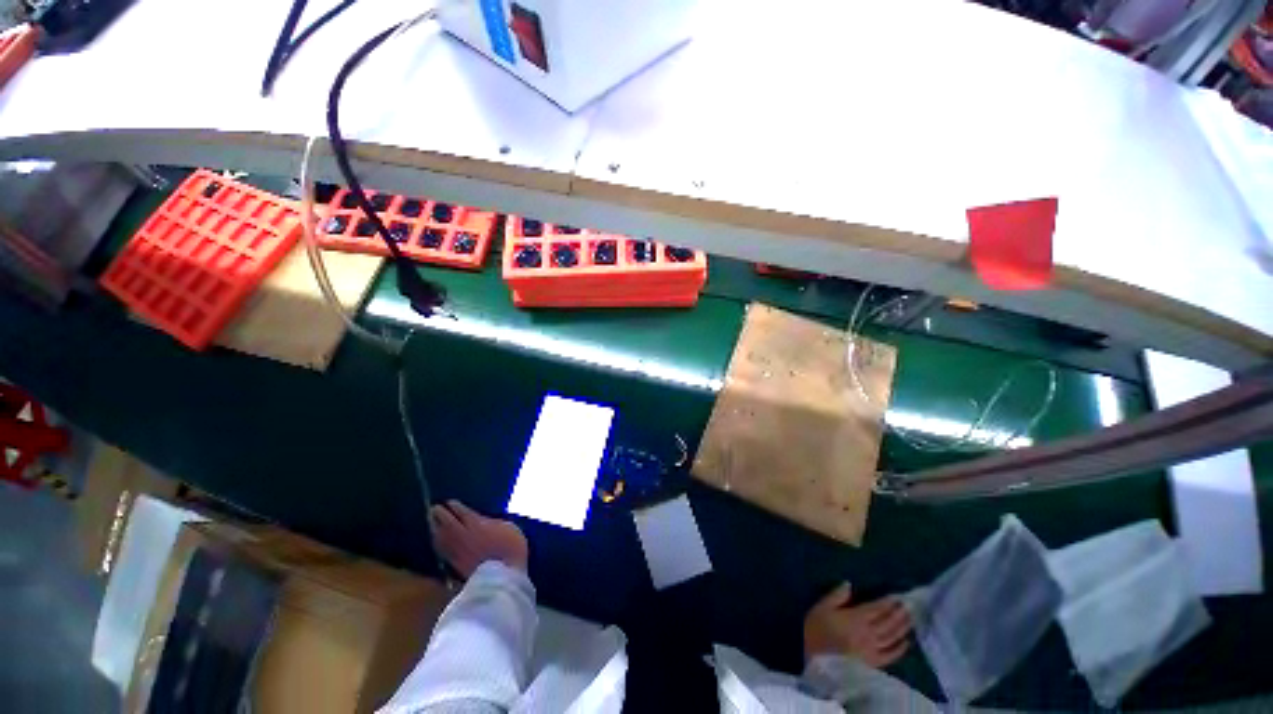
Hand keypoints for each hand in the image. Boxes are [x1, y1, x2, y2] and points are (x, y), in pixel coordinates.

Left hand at [430, 500, 528, 577]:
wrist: (502, 575)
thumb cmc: (511, 548)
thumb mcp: (508, 527)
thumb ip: (492, 522)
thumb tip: (484, 521)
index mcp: (477, 524)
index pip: (462, 512)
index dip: (455, 506)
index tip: (450, 502)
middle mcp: (463, 536)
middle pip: (448, 523)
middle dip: (440, 515)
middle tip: (434, 508)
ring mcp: (457, 551)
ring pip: (442, 538)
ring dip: (435, 529)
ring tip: (431, 523)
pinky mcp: (455, 565)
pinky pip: (443, 551)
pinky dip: (438, 545)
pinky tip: (437, 542)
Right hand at [803, 583, 911, 667]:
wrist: (813, 655)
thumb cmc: (816, 627)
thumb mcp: (822, 606)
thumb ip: (836, 595)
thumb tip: (849, 584)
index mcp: (855, 619)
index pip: (876, 609)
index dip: (888, 602)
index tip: (897, 596)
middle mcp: (868, 634)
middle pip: (888, 623)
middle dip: (898, 614)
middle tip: (908, 606)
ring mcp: (872, 650)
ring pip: (892, 638)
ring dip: (902, 628)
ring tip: (910, 619)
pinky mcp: (872, 663)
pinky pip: (890, 656)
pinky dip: (900, 649)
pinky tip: (906, 642)